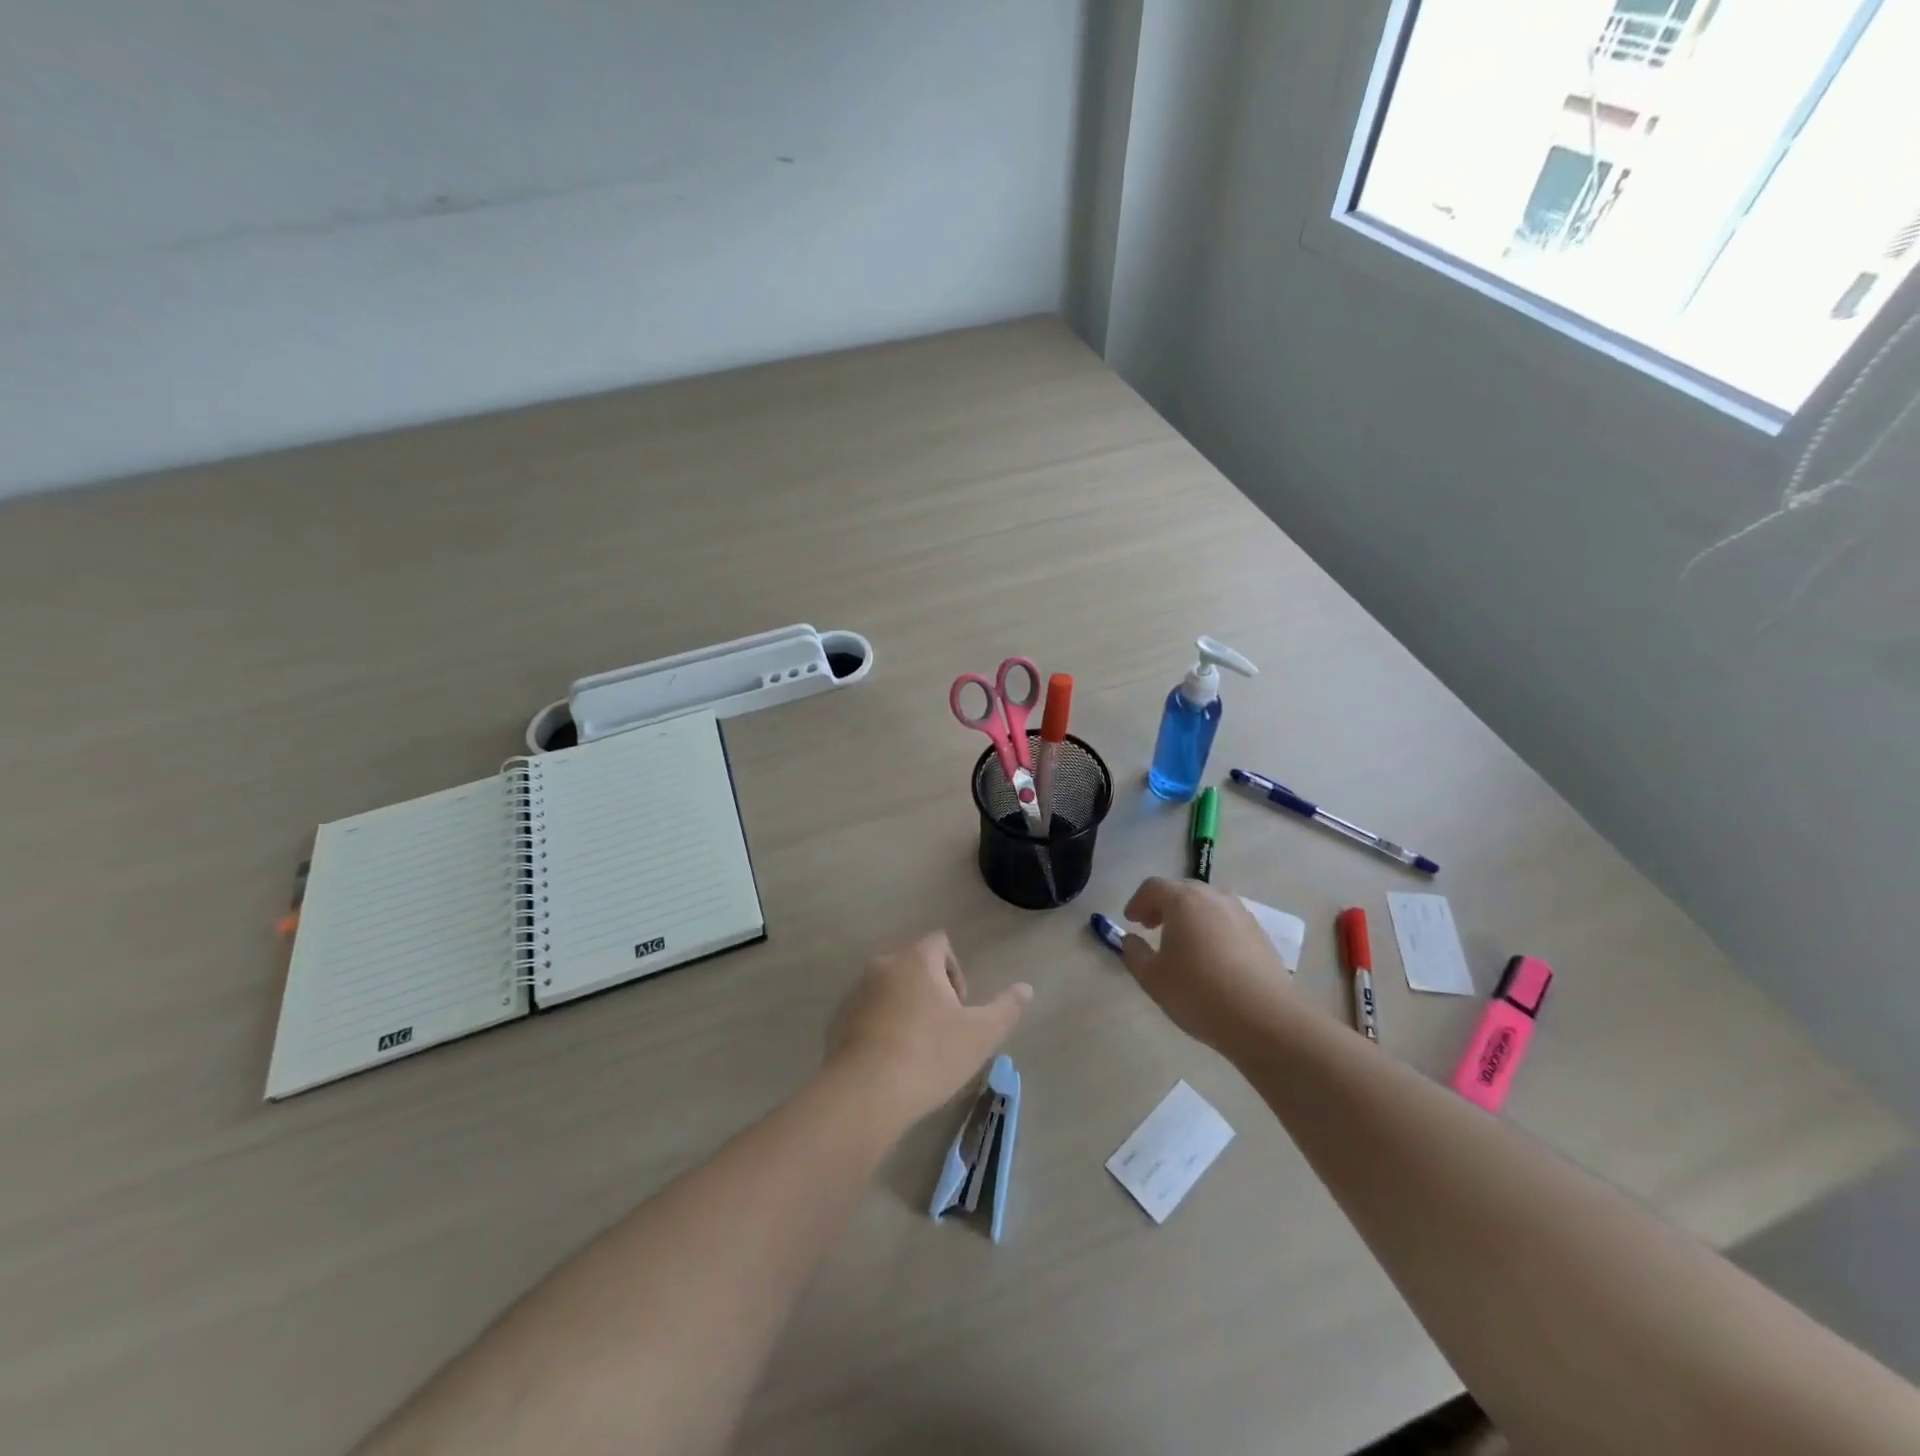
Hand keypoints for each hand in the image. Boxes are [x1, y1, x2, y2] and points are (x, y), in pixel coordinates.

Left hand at [826, 932, 1031, 1125]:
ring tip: (917, 1048)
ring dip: (905, 1007)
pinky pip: (868, 1012)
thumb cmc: (930, 1055)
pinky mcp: (838, 1019)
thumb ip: (1006, 1007)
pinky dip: (881, 1026)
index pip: (940, 942)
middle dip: (931, 990)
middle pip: (914, 964)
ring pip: (889, 988)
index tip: (960, 1008)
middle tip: (943, 1030)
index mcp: (916, 959)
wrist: (866, 1094)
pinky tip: (891, 1061)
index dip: (955, 971)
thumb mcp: (981, 1034)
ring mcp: (856, 991)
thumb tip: (1026, 988)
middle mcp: (883, 964)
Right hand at [1119, 877, 1298, 1052]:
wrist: (1265, 1018)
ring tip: (1182, 942)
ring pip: (1207, 904)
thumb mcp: (1153, 977)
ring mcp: (1240, 913)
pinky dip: (1211, 928)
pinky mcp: (1259, 933)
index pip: (1153, 887)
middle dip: (1163, 905)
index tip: (1131, 922)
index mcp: (1183, 900)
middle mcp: (1213, 897)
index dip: (1138, 902)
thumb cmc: (1199, 992)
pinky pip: (1226, 920)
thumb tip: (1130, 940)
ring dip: (1189, 916)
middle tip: (1152, 927)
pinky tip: (1210, 956)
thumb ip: (1134, 953)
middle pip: (1182, 890)